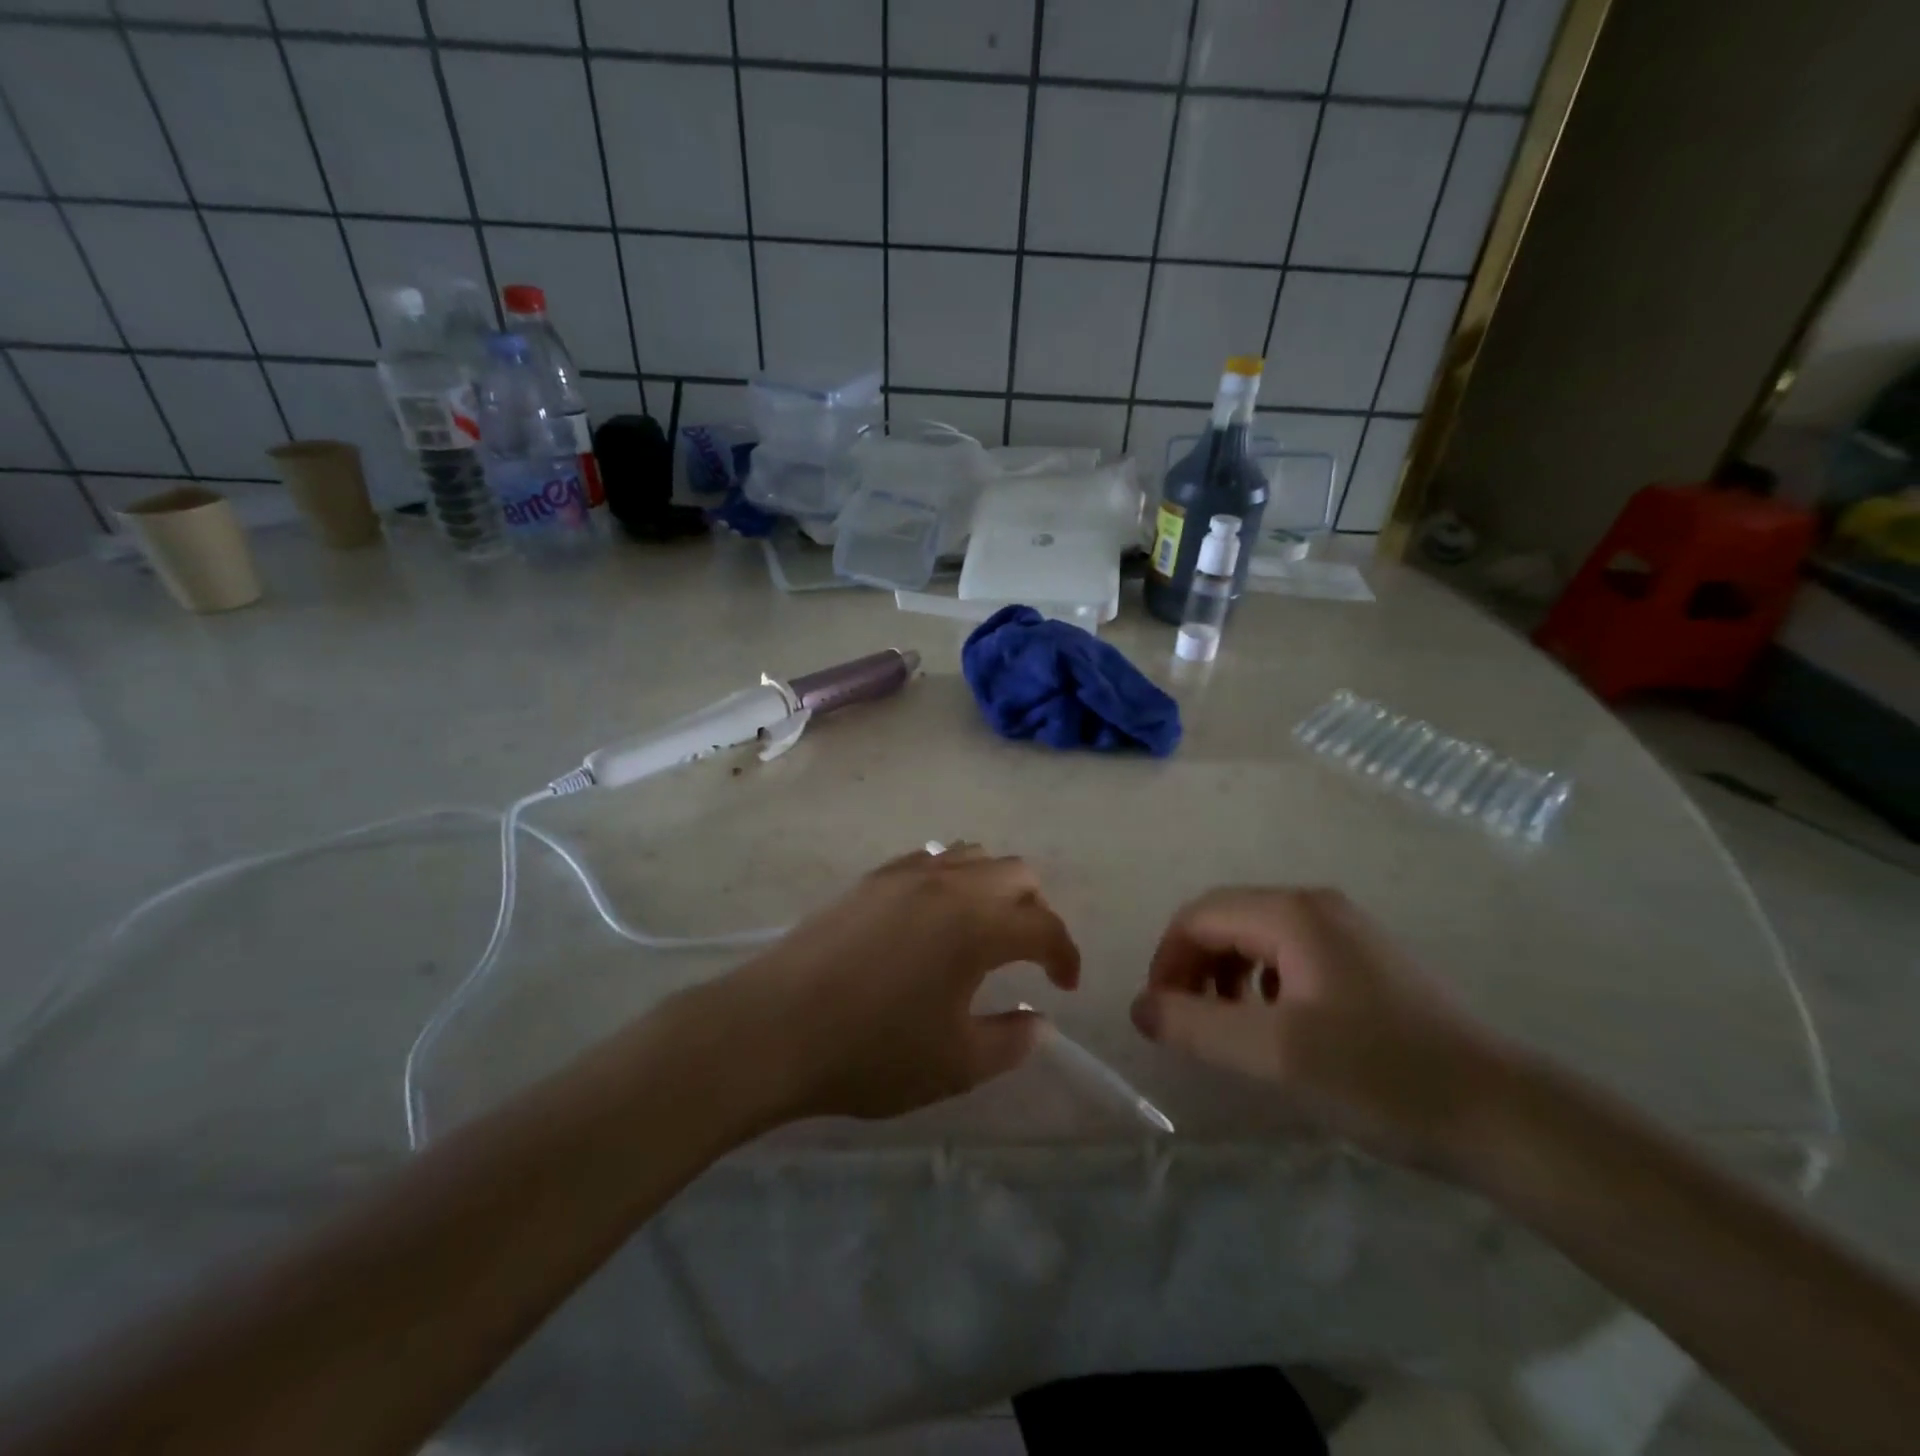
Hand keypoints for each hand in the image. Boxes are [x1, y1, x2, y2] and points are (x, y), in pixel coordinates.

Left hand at [711, 845, 1080, 1124]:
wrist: (774, 1027)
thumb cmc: (872, 1051)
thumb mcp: (956, 1064)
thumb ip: (1012, 1041)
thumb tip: (1039, 1021)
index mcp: (977, 924)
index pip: (1044, 926)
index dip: (1066, 955)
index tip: (1065, 987)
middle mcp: (948, 884)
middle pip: (1016, 873)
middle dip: (1035, 911)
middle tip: (1026, 956)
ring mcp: (904, 874)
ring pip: (972, 856)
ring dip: (993, 887)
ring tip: (982, 932)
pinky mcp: (870, 879)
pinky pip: (929, 860)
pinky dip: (950, 879)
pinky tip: (932, 919)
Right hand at [1131, 887, 1517, 1173]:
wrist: (1502, 1116)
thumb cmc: (1379, 1075)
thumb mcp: (1273, 1053)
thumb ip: (1195, 1025)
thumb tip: (1140, 1006)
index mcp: (1291, 913)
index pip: (1198, 916)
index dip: (1166, 960)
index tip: (1160, 1015)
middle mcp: (1316, 906)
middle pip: (1226, 921)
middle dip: (1193, 967)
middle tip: (1187, 1023)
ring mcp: (1346, 931)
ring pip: (1257, 938)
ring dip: (1225, 976)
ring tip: (1227, 1028)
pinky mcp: (1365, 961)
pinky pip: (1290, 956)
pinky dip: (1262, 984)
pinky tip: (1277, 1026)